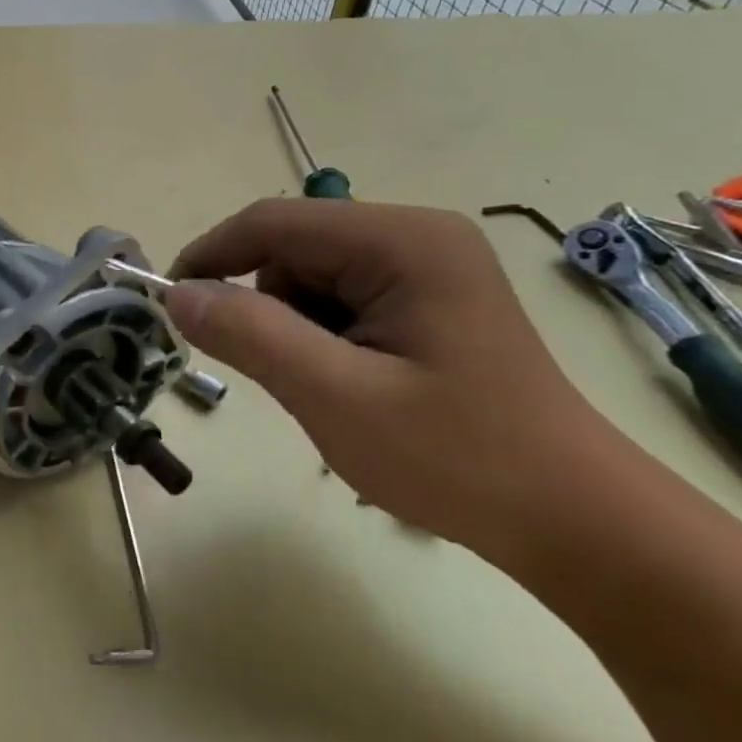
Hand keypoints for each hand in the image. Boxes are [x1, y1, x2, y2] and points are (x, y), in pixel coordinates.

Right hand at [166, 200, 619, 556]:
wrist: (572, 520)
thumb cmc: (456, 457)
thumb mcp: (335, 396)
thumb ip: (249, 335)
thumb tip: (177, 295)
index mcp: (402, 240)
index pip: (273, 222)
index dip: (210, 256)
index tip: (170, 306)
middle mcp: (415, 236)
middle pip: (292, 249)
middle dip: (270, 309)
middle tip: (294, 377)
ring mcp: (426, 267)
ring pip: (309, 278)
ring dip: (296, 330)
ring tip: (334, 389)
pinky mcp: (427, 299)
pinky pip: (339, 301)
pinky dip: (323, 340)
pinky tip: (356, 385)